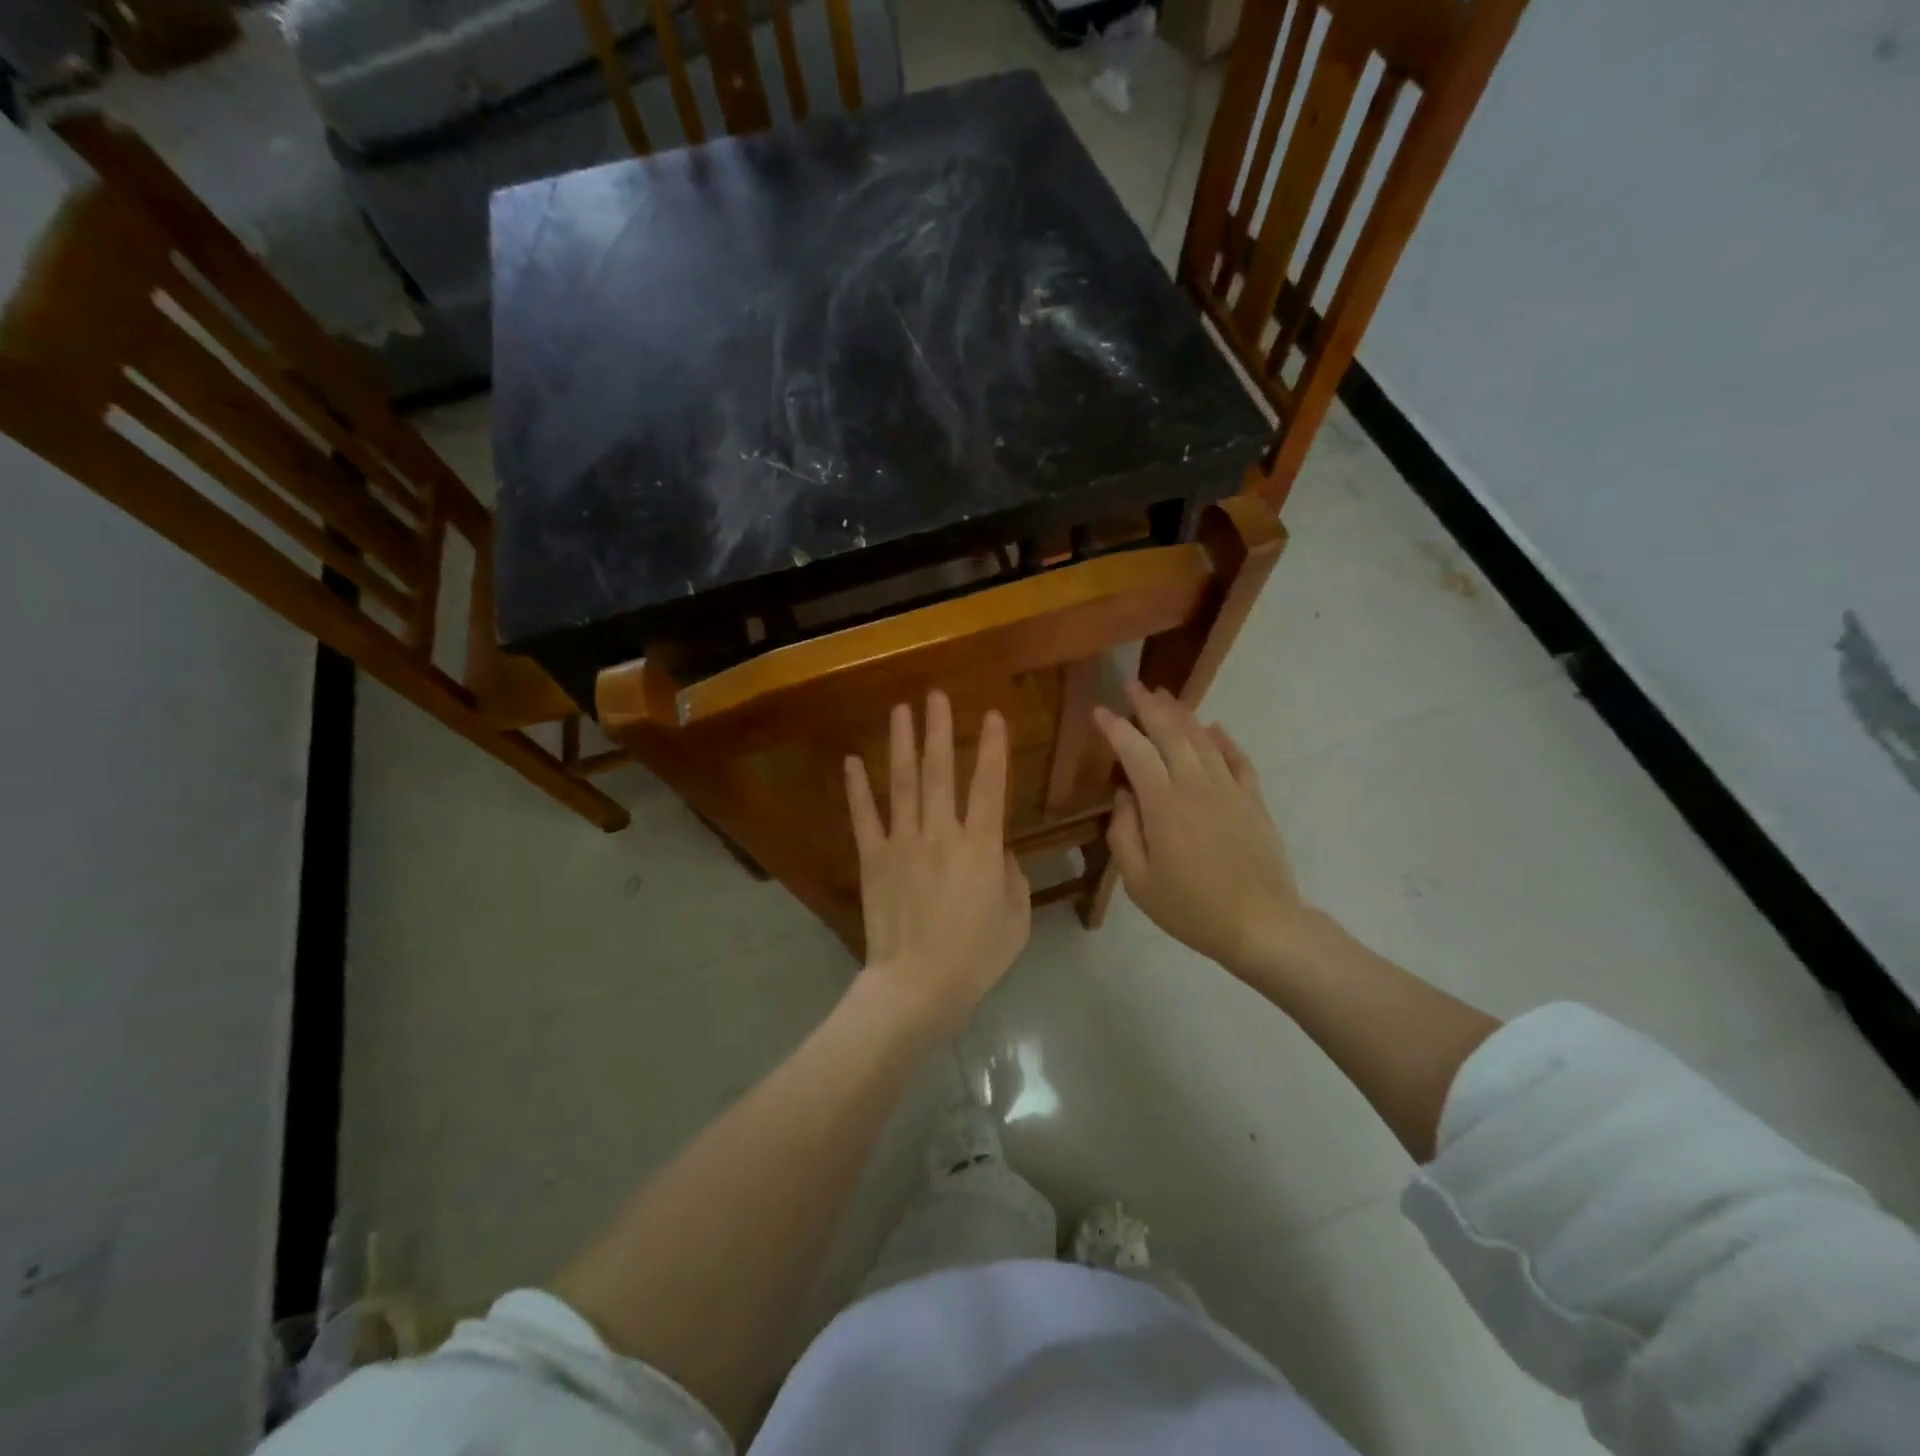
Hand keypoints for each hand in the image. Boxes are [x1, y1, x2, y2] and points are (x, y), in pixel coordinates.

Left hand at [846, 691, 1030, 1035]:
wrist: (918, 985)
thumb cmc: (975, 956)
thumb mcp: (1015, 918)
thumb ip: (1012, 877)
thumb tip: (997, 851)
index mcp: (980, 845)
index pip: (990, 784)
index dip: (992, 747)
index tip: (993, 714)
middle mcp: (941, 832)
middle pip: (940, 770)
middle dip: (939, 729)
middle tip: (935, 694)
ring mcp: (903, 842)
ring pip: (904, 783)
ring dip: (902, 744)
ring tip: (900, 709)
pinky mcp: (873, 858)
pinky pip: (864, 817)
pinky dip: (857, 788)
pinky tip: (852, 760)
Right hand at [1093, 681, 1308, 977]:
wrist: (1261, 924)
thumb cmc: (1191, 908)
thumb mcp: (1139, 881)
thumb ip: (1123, 833)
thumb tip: (1124, 795)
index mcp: (1163, 804)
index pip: (1135, 751)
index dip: (1115, 727)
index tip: (1099, 711)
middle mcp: (1196, 785)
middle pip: (1171, 733)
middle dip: (1149, 706)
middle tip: (1133, 686)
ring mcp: (1229, 789)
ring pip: (1203, 739)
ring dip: (1182, 714)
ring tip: (1165, 697)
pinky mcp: (1253, 800)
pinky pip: (1238, 759)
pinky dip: (1224, 739)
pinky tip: (1215, 728)